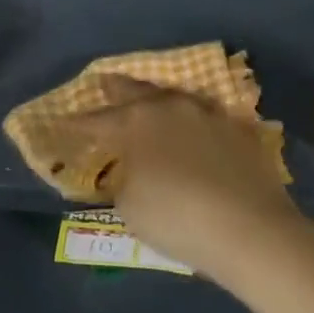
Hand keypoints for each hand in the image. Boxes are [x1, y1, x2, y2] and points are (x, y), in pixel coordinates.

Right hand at [80, 77, 304, 281]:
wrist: (251, 230)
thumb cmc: (177, 218)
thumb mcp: (130, 207)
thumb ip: (123, 180)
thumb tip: (129, 171)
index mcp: (135, 122)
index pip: (96, 120)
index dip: (77, 123)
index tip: (62, 122)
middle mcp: (168, 107)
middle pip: (135, 91)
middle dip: (115, 89)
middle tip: (103, 82)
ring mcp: (207, 114)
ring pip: (173, 96)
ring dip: (156, 98)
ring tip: (148, 99)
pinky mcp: (239, 130)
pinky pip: (207, 115)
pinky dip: (193, 119)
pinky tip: (193, 125)